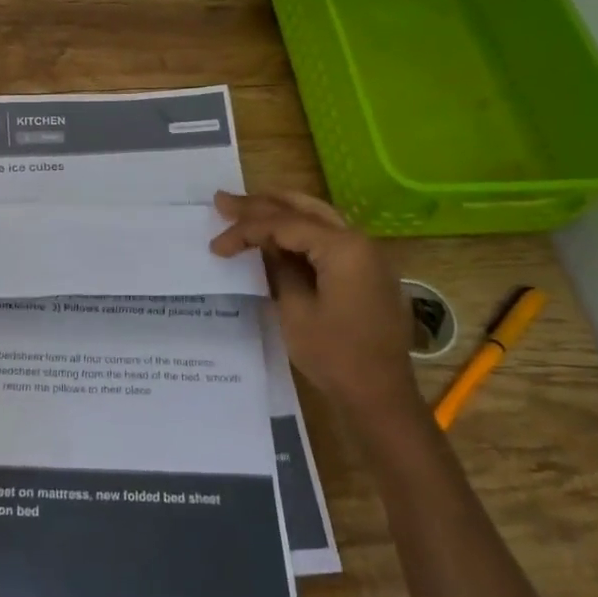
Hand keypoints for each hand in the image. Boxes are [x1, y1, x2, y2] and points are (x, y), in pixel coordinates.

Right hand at [210, 190, 419, 424]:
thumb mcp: (295, 310)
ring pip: (320, 218)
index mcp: (343, 247)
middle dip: (262, 204)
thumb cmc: (335, 355)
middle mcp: (360, 241)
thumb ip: (278, 268)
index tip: (216, 246)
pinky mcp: (368, 272)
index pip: (284, 225)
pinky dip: (302, 230)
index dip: (245, 231)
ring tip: (249, 205)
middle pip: (303, 210)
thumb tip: (264, 245)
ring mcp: (369, 256)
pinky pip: (331, 237)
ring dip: (283, 211)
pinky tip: (281, 233)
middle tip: (224, 200)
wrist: (380, 396)